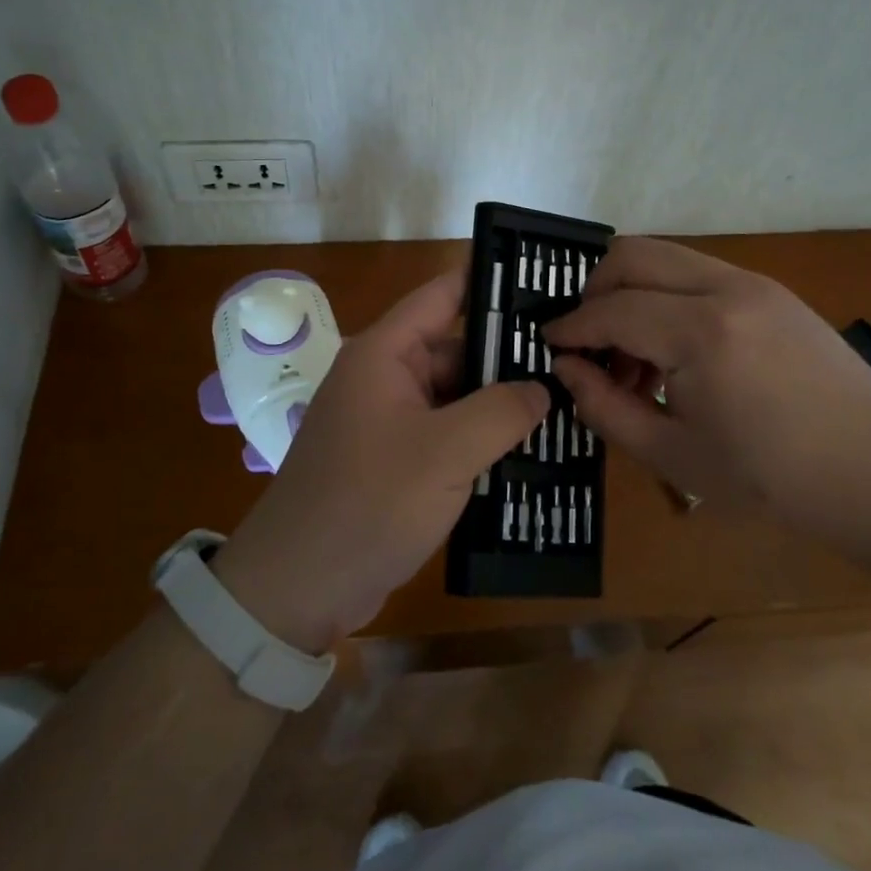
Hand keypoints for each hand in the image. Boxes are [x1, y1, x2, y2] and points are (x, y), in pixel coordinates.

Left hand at [212, 272, 549, 654]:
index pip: (443, 295)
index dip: (490, 282)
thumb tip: (542, 388)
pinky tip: (529, 448)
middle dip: (508, 355)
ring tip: (565, 401)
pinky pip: (446, 433)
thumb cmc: (369, 503)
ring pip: (455, 395)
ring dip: (498, 402)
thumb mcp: (445, 453)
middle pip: (455, 348)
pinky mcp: (394, 460)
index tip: (545, 280)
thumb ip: (501, 411)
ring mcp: (388, 421)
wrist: (298, 589)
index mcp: (384, 354)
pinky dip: (480, 437)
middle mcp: (384, 377)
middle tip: (573, 357)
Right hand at [544, 238, 870, 561]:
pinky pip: (697, 274)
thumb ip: (608, 408)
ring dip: (632, 293)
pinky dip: (667, 297)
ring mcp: (754, 283)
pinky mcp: (772, 291)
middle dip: (594, 290)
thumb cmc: (776, 480)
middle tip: (585, 341)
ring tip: (633, 360)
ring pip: (666, 257)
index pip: (612, 310)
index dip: (571, 327)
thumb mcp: (676, 457)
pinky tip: (675, 354)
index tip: (547, 345)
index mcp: (701, 332)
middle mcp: (725, 287)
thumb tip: (567, 370)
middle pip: (633, 255)